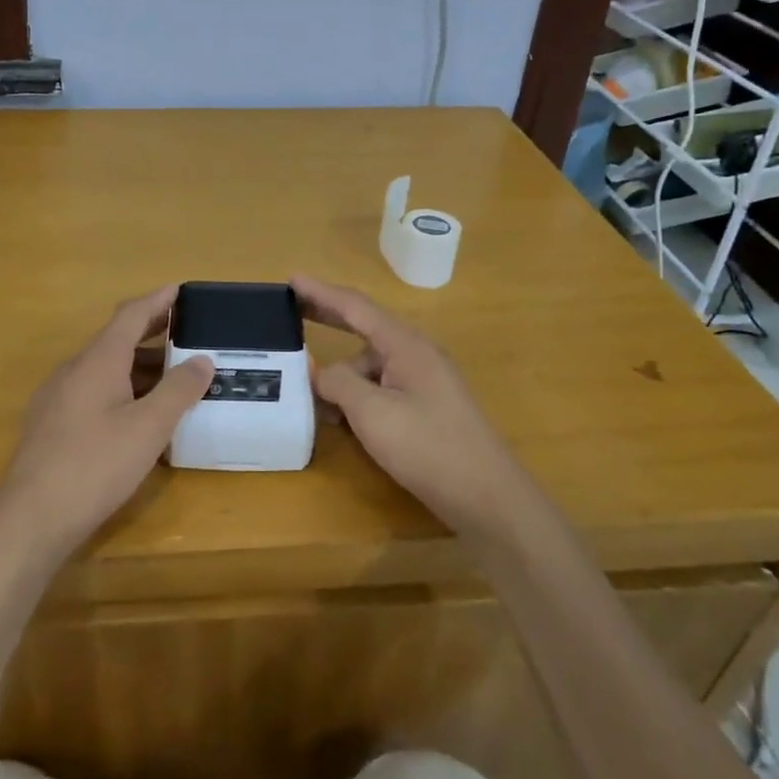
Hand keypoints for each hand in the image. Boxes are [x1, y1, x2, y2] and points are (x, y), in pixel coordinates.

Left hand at [0, 285, 213, 559]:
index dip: (158, 300)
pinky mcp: (50, 425)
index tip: (182, 290)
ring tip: (172, 379)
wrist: (30, 518)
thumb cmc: (95, 465)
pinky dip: (121, 390)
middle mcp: (73, 370)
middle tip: (187, 335)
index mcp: (97, 360)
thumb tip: (202, 359)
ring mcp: (56, 398)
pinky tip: (137, 417)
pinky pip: (92, 392)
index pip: (131, 314)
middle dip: (152, 333)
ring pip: (104, 369)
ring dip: (138, 367)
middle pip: (116, 339)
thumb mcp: (149, 428)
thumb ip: (178, 390)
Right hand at [292, 275, 538, 541]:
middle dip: (328, 320)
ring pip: (369, 367)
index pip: (355, 307)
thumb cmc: (428, 447)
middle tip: (291, 315)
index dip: (320, 293)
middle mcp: (415, 354)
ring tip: (311, 399)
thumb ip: (338, 383)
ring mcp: (423, 382)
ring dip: (340, 377)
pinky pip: (381, 389)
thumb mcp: (372, 412)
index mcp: (405, 344)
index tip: (290, 280)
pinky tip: (341, 420)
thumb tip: (321, 373)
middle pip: (363, 328)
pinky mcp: (426, 408)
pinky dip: (358, 398)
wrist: (488, 498)